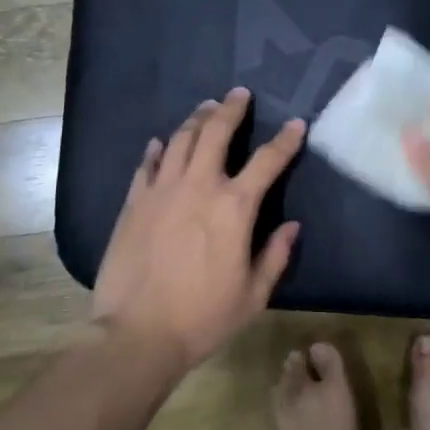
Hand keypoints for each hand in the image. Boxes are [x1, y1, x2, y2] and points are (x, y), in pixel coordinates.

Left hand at [91, 88, 304, 374]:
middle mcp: (199, 187)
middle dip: (231, 109)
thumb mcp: (253, 294)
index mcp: (235, 207)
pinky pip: (147, 165)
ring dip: (196, 119)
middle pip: (216, 132)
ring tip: (206, 108)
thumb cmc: (203, 317)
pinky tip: (162, 143)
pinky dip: (158, 150)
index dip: (285, 139)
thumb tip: (292, 226)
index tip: (296, 123)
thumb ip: (276, 255)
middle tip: (239, 94)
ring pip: (180, 140)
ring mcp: (162, 191)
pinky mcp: (133, 203)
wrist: (137, 335)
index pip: (267, 160)